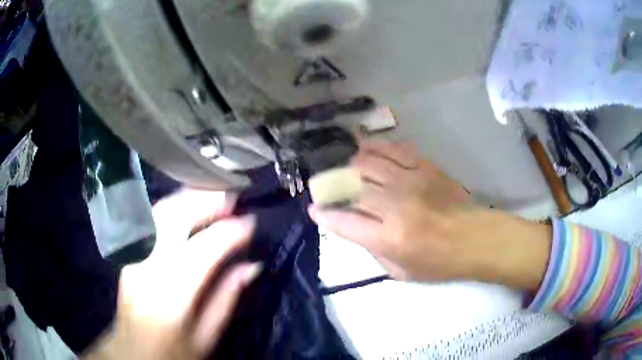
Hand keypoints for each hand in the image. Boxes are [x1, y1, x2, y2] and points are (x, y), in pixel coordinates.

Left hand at [85, 190, 260, 359]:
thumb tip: (251, 265)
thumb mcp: (206, 338)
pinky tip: (186, 208)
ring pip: (158, 213)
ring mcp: (133, 257)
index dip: (230, 232)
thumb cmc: (173, 353)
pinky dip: (171, 208)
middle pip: (173, 219)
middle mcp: (147, 268)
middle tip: (231, 196)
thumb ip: (226, 299)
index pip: (204, 250)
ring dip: (187, 199)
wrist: (132, 352)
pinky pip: (150, 221)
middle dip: (205, 202)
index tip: (251, 222)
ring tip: (211, 195)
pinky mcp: (129, 254)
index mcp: (172, 297)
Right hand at [309, 141, 550, 290]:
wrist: (475, 239)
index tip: (314, 209)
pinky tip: (367, 149)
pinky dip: (376, 147)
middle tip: (323, 187)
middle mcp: (395, 205)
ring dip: (350, 165)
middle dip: (330, 186)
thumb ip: (372, 250)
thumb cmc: (440, 262)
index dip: (324, 215)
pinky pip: (394, 150)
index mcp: (388, 237)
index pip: (344, 221)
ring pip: (369, 163)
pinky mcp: (425, 168)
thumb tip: (354, 227)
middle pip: (352, 187)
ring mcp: (410, 181)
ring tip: (345, 169)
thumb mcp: (400, 272)